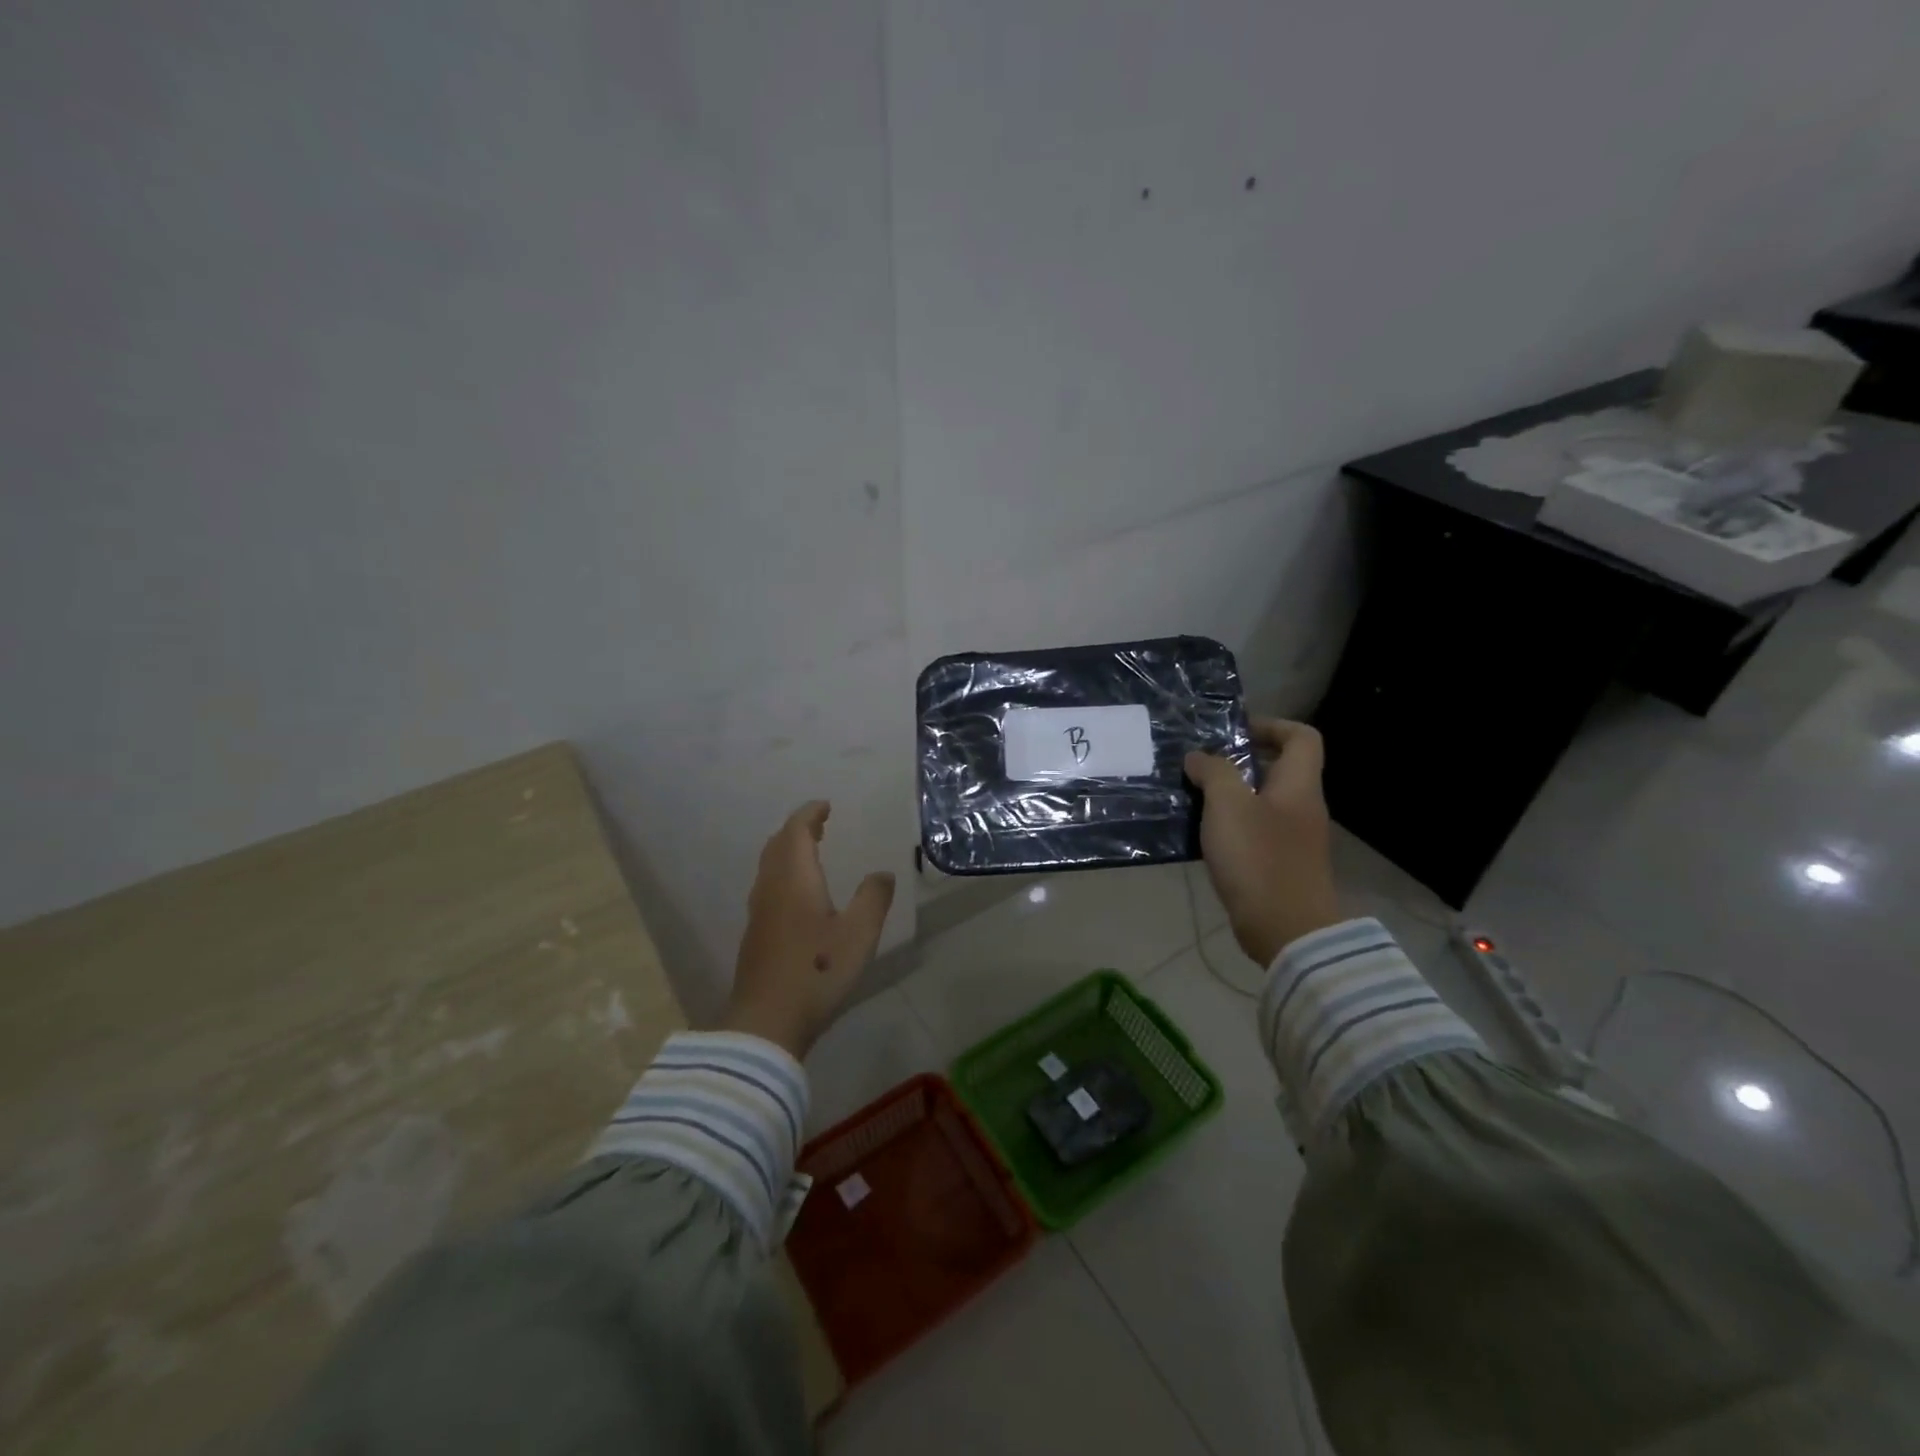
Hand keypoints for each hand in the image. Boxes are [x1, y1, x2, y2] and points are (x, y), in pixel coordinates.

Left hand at [721, 800, 895, 1059]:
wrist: (766, 1021)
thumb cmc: (816, 971)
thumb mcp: (859, 934)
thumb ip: (873, 898)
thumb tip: (882, 874)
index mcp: (794, 878)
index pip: (796, 831)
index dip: (809, 814)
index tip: (825, 806)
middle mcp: (771, 887)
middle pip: (778, 845)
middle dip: (797, 830)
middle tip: (819, 825)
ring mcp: (759, 912)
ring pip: (769, 866)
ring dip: (788, 851)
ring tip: (810, 853)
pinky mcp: (756, 934)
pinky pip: (768, 886)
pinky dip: (783, 873)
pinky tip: (798, 895)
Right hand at [1184, 719, 1340, 968]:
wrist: (1286, 930)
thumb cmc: (1259, 858)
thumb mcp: (1228, 805)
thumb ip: (1214, 772)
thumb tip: (1199, 758)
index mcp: (1298, 785)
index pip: (1302, 737)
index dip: (1271, 726)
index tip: (1233, 734)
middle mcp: (1302, 807)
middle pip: (1279, 769)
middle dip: (1239, 762)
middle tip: (1201, 766)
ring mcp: (1294, 839)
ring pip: (1263, 802)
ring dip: (1230, 795)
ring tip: (1194, 797)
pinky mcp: (1280, 865)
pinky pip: (1256, 831)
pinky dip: (1231, 826)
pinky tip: (1203, 835)